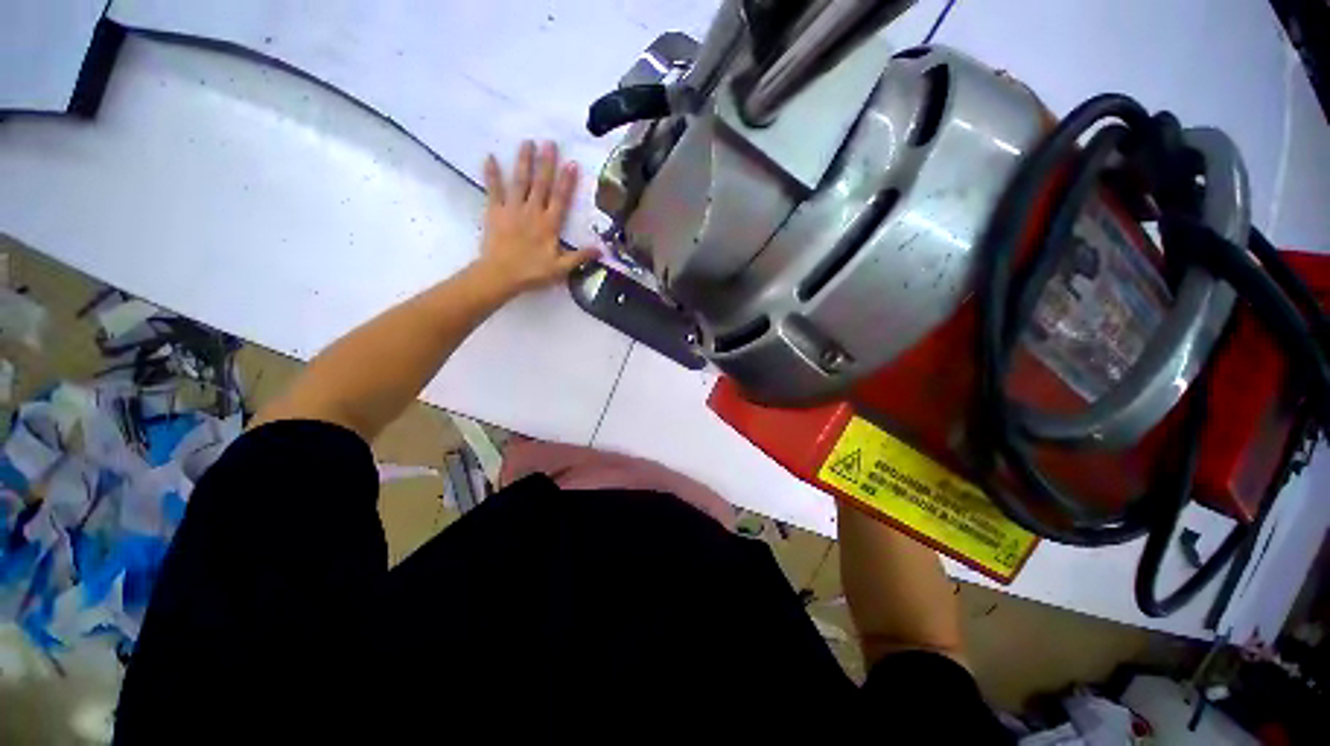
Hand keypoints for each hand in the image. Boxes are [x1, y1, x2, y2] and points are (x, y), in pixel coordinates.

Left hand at [474, 140, 598, 296]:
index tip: (572, 163)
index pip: (561, 199)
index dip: (567, 181)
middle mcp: (532, 211)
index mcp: (549, 224)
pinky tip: (489, 157)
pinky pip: (493, 189)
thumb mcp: (561, 268)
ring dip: (523, 161)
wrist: (501, 274)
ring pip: (519, 181)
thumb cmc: (532, 272)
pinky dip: (491, 174)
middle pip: (541, 184)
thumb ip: (580, 257)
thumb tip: (601, 250)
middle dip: (546, 163)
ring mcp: (512, 209)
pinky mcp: (494, 211)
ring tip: (527, 142)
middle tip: (549, 142)